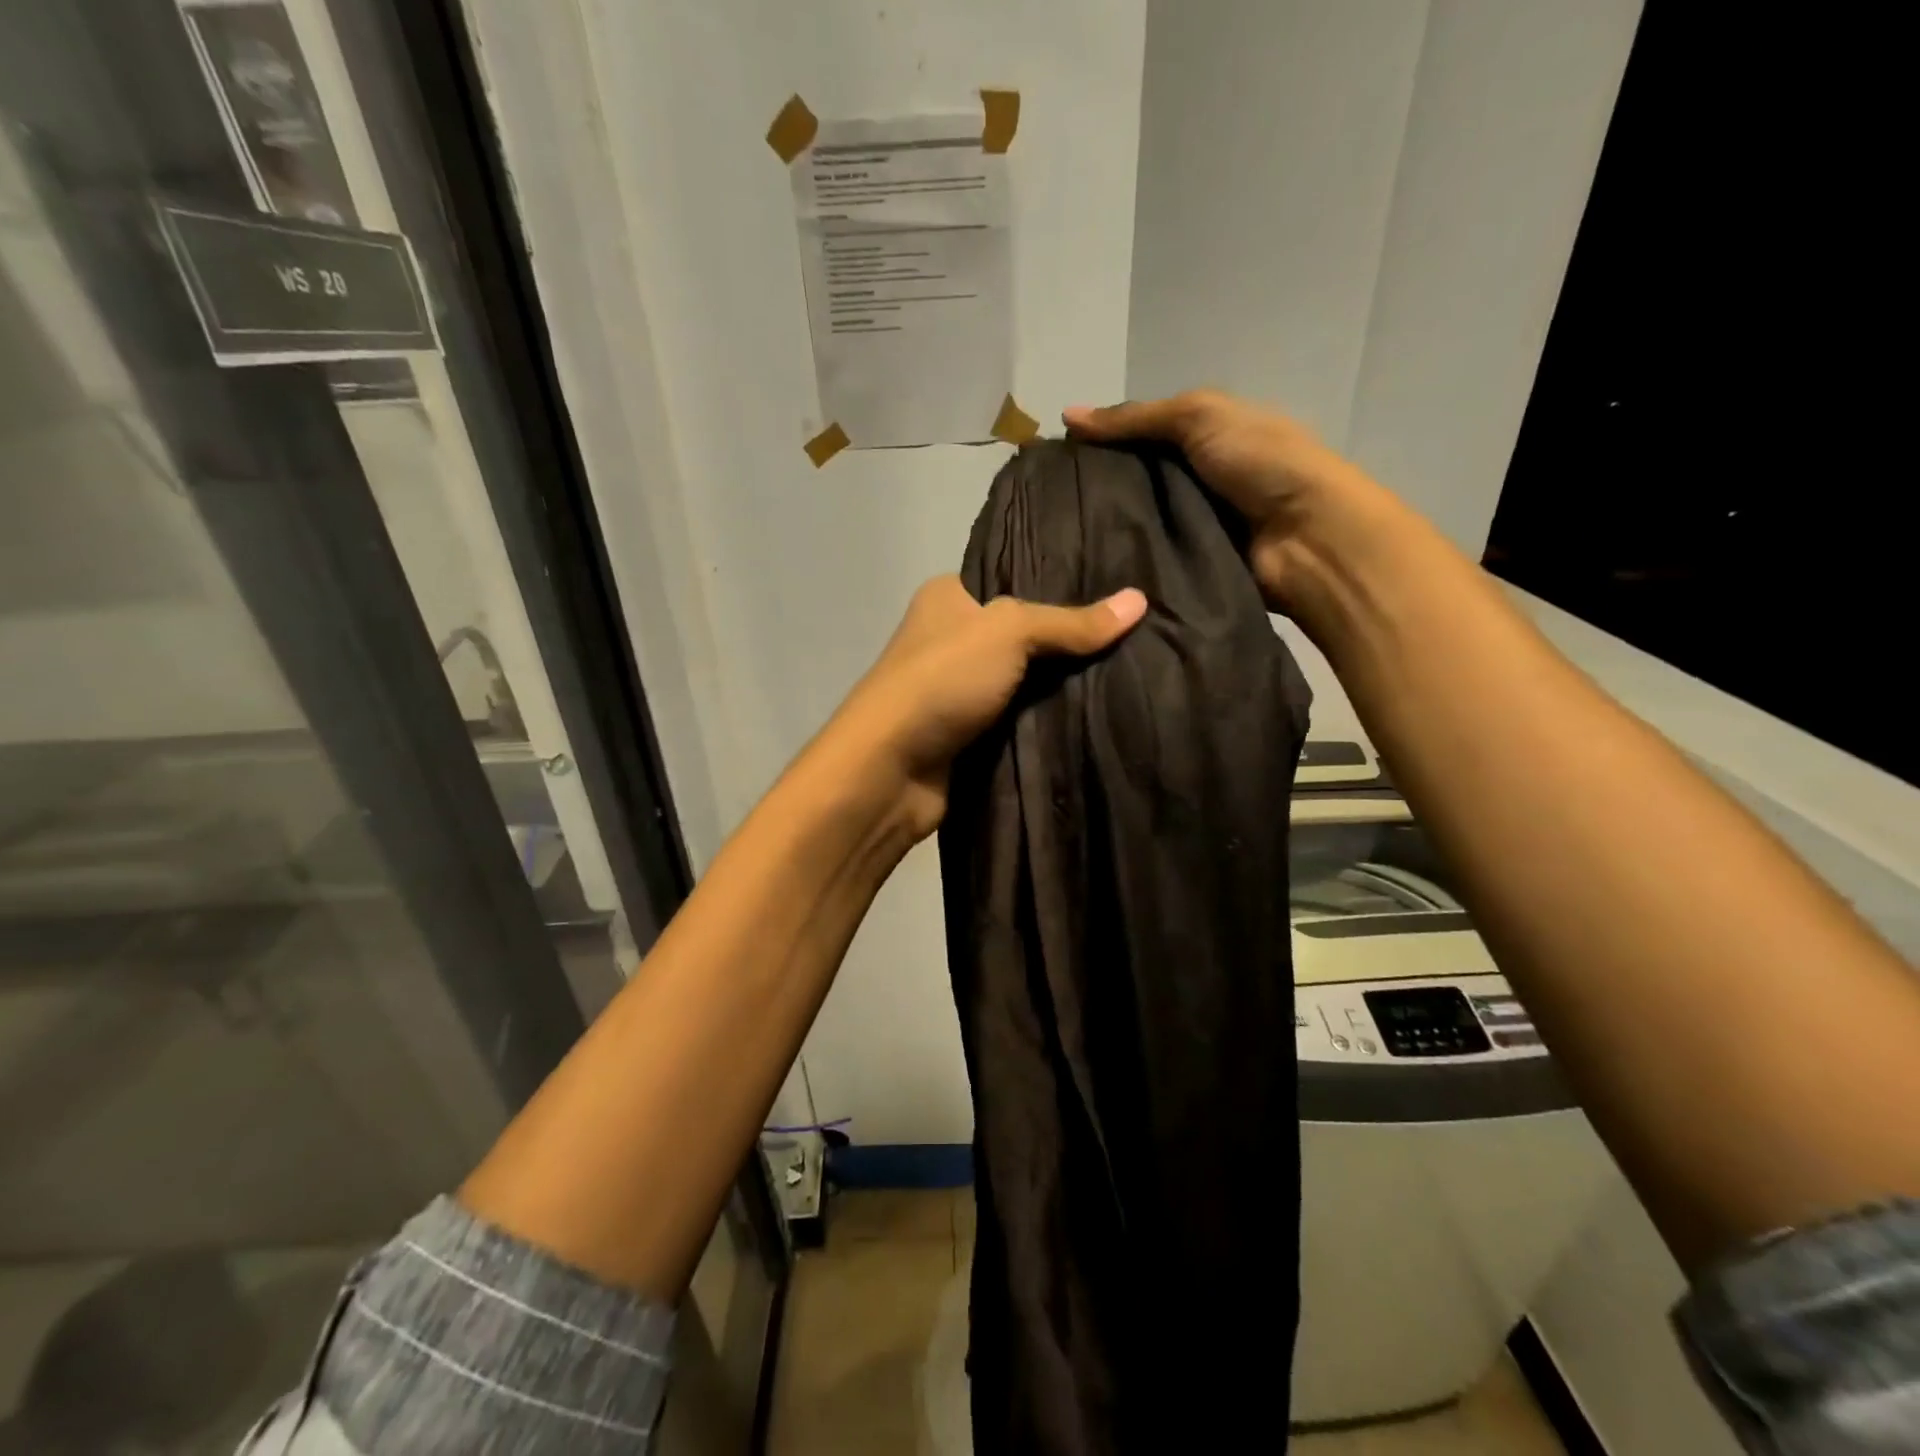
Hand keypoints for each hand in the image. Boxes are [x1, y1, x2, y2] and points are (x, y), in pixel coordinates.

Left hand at [831, 576, 1146, 838]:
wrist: (891, 771)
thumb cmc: (942, 681)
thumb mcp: (1009, 632)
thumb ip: (1071, 622)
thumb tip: (1140, 601)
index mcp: (948, 597)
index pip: (1014, 580)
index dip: (1063, 585)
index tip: (1117, 593)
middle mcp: (951, 639)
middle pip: (1025, 634)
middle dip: (1071, 642)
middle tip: (1136, 637)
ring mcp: (958, 690)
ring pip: (1025, 681)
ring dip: (1063, 687)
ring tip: (1131, 674)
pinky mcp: (968, 735)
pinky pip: (1019, 720)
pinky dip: (1048, 721)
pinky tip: (1097, 716)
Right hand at [1063, 391, 1378, 614]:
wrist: (1308, 536)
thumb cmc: (1261, 462)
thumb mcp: (1200, 416)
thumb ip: (1136, 418)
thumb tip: (1066, 416)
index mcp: (1207, 438)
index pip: (1143, 438)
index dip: (1104, 444)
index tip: (1056, 461)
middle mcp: (1199, 481)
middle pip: (1138, 484)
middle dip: (1099, 492)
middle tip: (1048, 506)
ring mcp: (1197, 527)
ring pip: (1140, 525)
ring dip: (1109, 530)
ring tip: (1058, 539)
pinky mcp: (1193, 567)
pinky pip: (1151, 561)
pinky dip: (1127, 562)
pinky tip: (1088, 566)